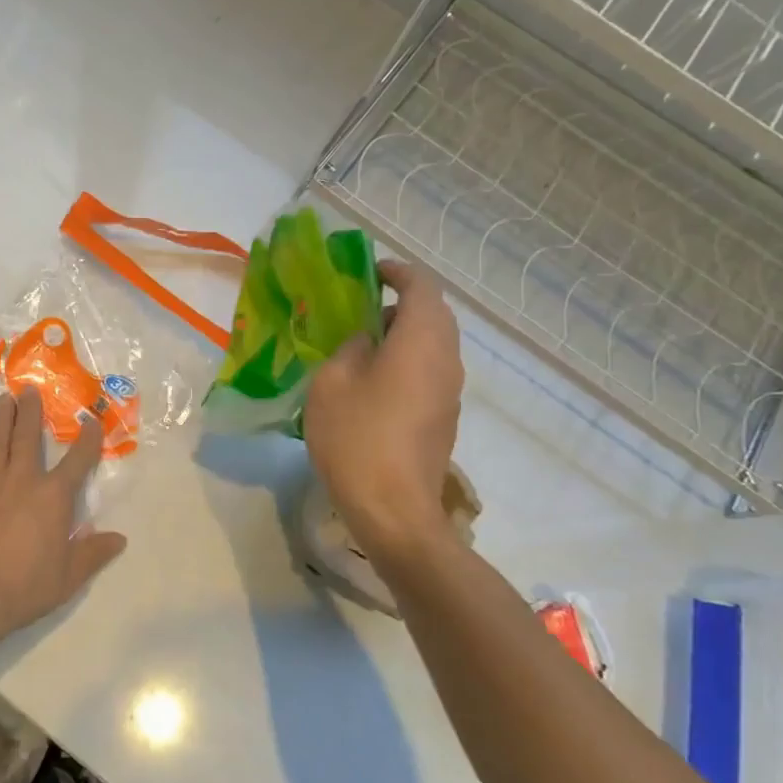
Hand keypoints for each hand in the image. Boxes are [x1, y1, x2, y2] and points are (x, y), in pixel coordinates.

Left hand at [0, 386, 126, 654]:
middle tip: (30, 390)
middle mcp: (23, 479)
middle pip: (29, 436)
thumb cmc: (23, 587)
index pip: (78, 460)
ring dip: (3, 416)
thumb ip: (93, 553)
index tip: (91, 421)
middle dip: (32, 412)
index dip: (88, 439)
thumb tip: (119, 539)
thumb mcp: (68, 577)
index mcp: (54, 497)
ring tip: (5, 398)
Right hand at [303, 261, 464, 566]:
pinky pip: (429, 371)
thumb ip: (350, 347)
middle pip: (433, 314)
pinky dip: (405, 361)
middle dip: (399, 303)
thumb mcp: (333, 381)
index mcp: (422, 340)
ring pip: (432, 344)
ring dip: (401, 335)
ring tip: (359, 346)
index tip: (369, 272)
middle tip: (358, 309)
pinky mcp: (443, 418)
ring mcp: (450, 392)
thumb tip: (366, 341)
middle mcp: (446, 359)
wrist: (394, 511)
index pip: (422, 286)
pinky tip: (371, 383)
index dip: (397, 271)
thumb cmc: (357, 437)